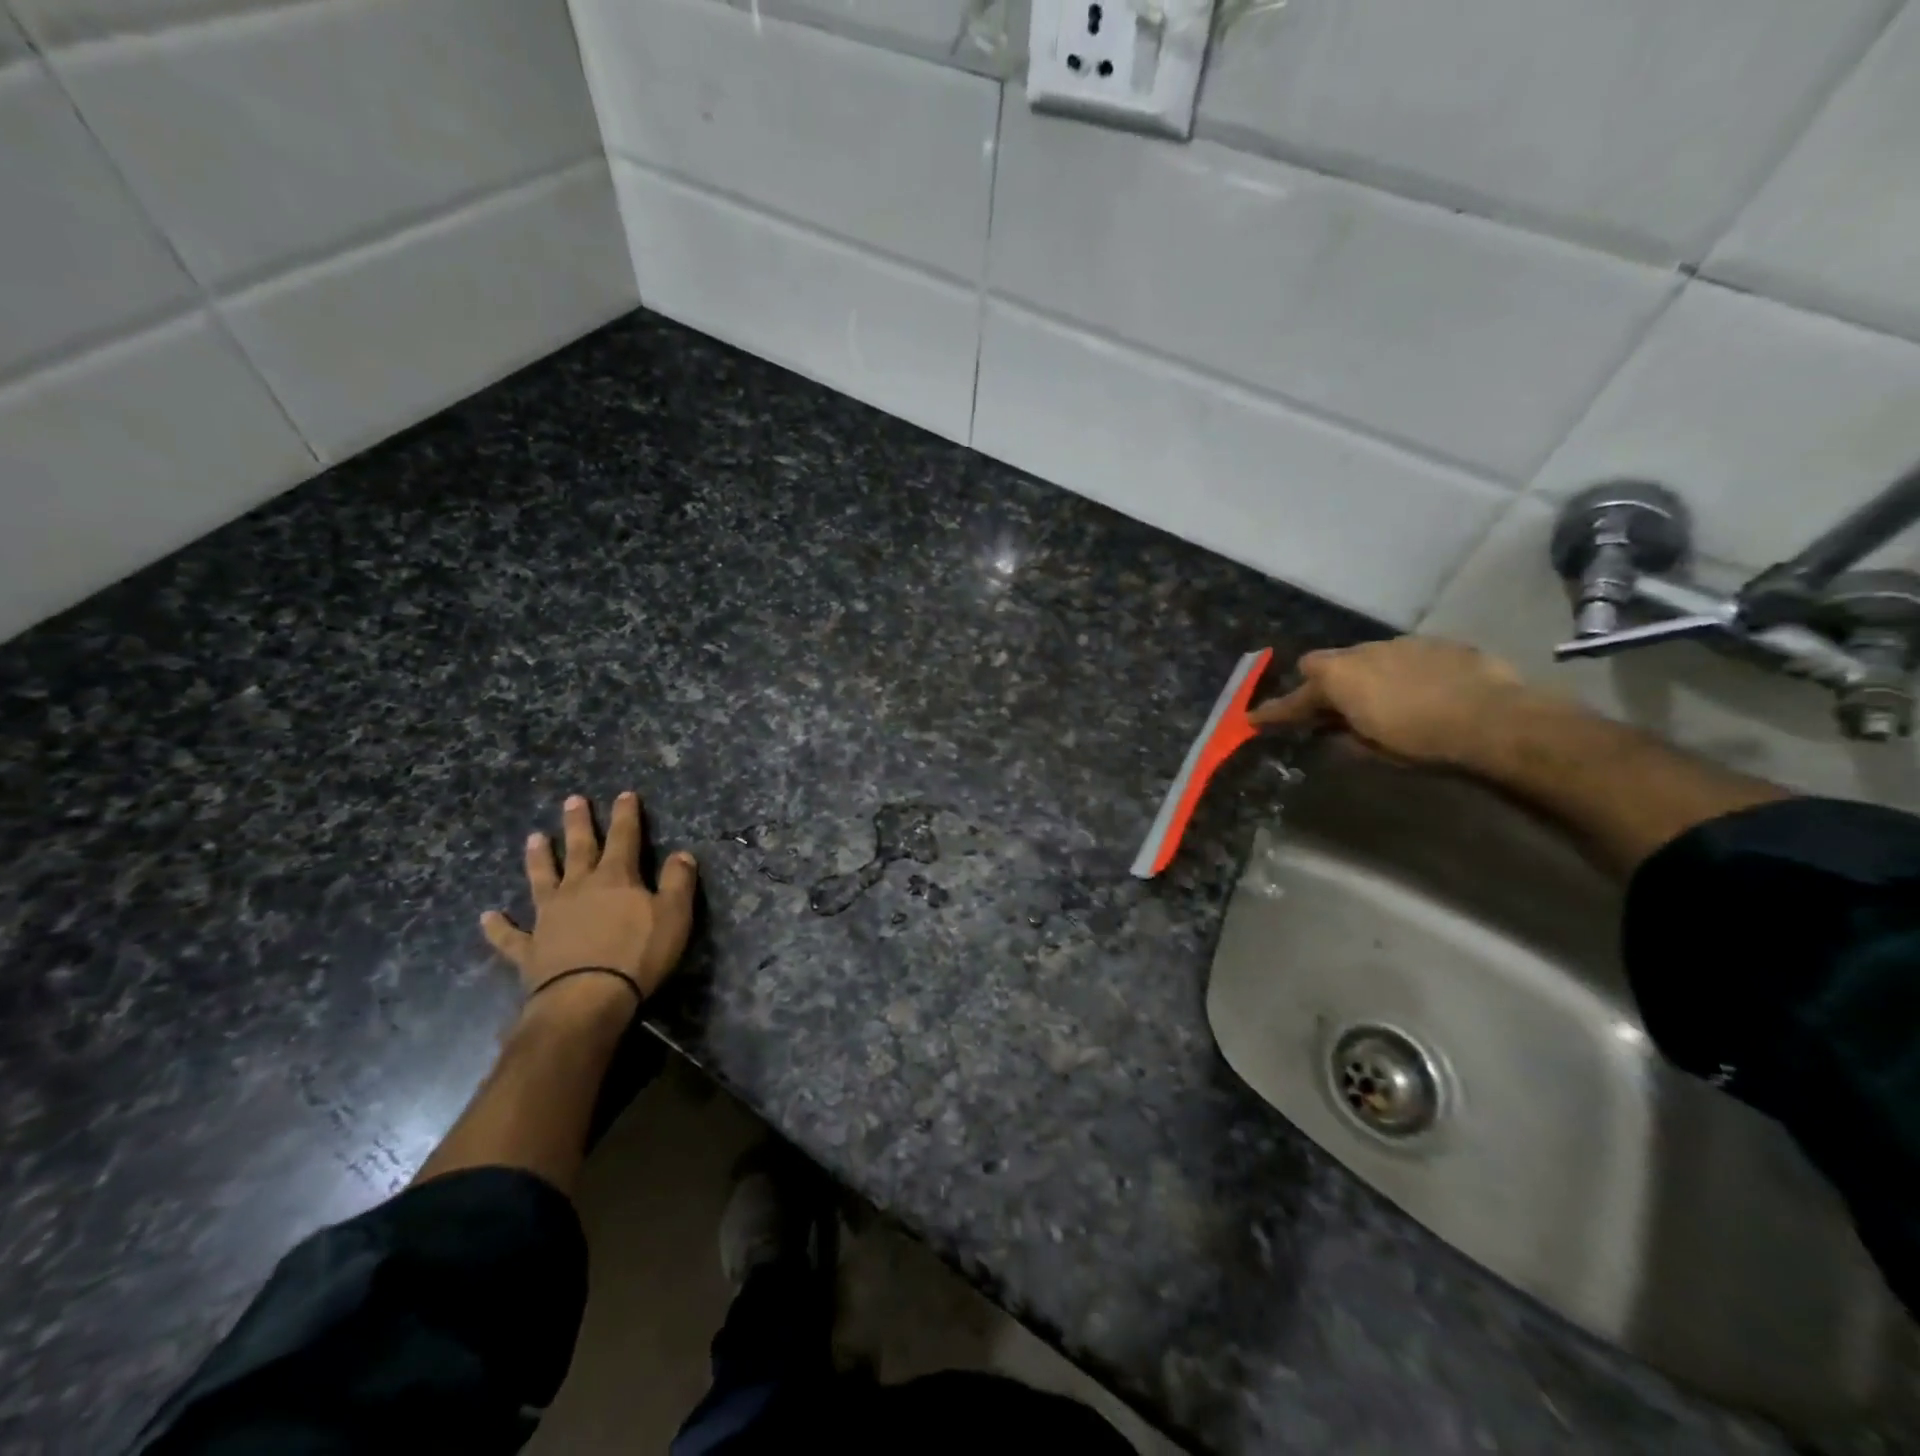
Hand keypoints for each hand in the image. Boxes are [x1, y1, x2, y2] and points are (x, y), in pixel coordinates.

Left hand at [482, 792, 698, 1003]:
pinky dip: (499, 926)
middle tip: (572, 800)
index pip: (624, 838)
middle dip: (579, 824)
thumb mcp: (674, 915)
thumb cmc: (638, 954)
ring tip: (534, 838)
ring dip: (538, 859)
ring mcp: (549, 916)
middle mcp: (579, 888)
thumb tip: (682, 854)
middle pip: (579, 849)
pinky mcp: (530, 948)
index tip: (624, 794)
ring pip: (542, 879)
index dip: (626, 815)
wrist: (587, 998)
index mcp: (616, 878)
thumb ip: (678, 882)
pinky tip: (487, 917)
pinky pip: (510, 935)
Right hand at [1248, 637, 1528, 765]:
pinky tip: (1420, 691)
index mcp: (1338, 678)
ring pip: (1364, 657)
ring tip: (1380, 700)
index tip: (1254, 718)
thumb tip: (1333, 735)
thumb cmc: (1422, 741)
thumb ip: (1344, 738)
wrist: (1495, 719)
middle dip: (1320, 685)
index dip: (1274, 711)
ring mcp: (1399, 643)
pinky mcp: (1435, 643)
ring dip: (1362, 676)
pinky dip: (1399, 672)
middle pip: (1323, 664)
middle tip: (1329, 709)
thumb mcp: (1373, 751)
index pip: (1294, 698)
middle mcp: (1361, 652)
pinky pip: (1402, 656)